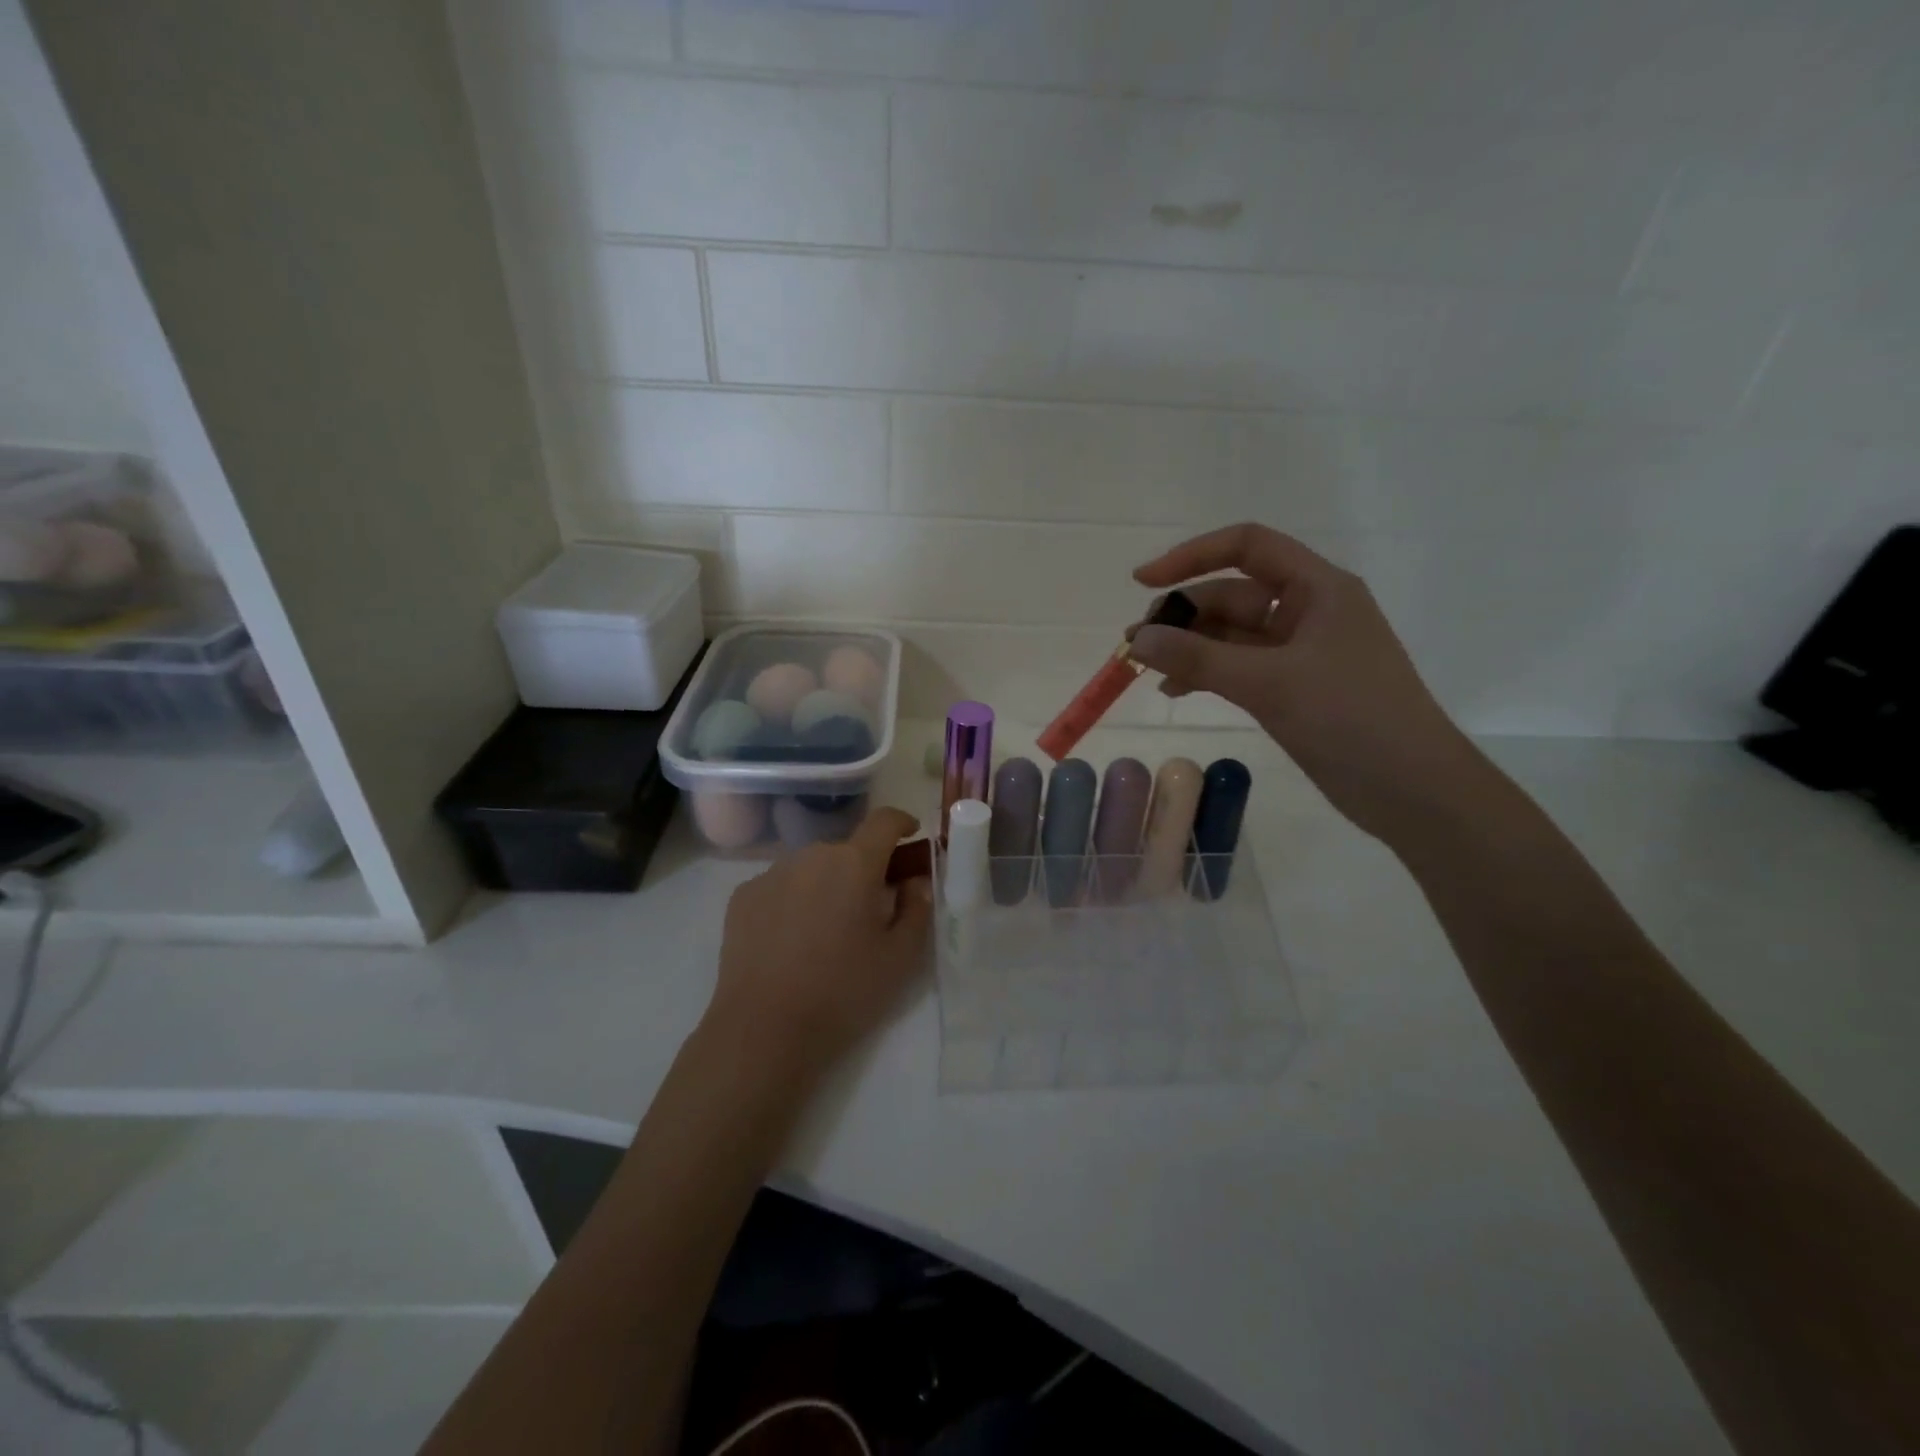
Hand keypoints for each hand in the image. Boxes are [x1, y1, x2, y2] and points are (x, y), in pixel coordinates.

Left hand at [704, 806, 932, 1089]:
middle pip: (847, 850)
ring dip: (826, 885)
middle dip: (863, 870)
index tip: (910, 836)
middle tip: (869, 911)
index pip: (884, 820)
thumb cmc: (842, 991)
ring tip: (825, 932)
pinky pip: (780, 886)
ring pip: (812, 868)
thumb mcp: (900, 958)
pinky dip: (793, 900)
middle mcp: (811, 856)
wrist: (763, 1029)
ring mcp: (771, 874)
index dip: (901, 823)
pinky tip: (790, 941)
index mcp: (855, 864)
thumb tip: (914, 882)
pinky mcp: (742, 896)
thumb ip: (917, 909)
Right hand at [1128, 523, 1485, 842]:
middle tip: (1136, 645)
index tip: (1144, 582)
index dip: (1192, 556)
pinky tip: (1175, 690)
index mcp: (1317, 588)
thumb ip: (1199, 658)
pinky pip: (1238, 668)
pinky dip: (1206, 674)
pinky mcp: (1293, 688)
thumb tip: (1138, 639)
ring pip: (1231, 635)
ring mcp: (1300, 653)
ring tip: (1146, 670)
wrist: (1412, 789)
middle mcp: (1308, 611)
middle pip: (1232, 595)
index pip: (1247, 546)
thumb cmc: (1350, 718)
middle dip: (1183, 615)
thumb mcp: (1269, 682)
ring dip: (1189, 647)